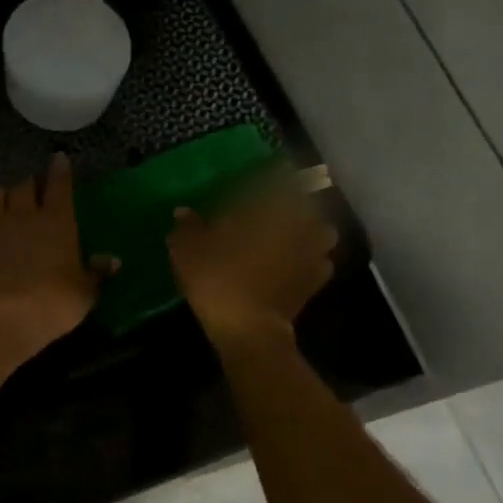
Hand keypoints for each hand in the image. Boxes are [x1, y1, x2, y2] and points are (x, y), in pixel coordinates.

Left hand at [0, 155, 107, 357]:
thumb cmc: (51, 306)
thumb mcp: (83, 294)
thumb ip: (97, 273)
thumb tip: (113, 260)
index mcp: (57, 222)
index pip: (60, 185)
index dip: (60, 170)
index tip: (59, 159)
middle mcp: (23, 214)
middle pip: (24, 185)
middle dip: (30, 186)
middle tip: (33, 195)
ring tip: (2, 207)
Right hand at [168, 177, 337, 341]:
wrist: (248, 328)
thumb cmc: (218, 277)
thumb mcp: (188, 249)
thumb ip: (188, 227)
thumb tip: (183, 211)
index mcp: (271, 205)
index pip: (279, 176)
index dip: (271, 174)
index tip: (259, 177)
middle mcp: (300, 222)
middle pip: (306, 201)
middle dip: (292, 203)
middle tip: (271, 210)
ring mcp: (313, 251)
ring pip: (319, 229)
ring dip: (308, 230)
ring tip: (288, 237)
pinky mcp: (317, 280)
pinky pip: (319, 260)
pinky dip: (309, 260)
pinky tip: (293, 266)